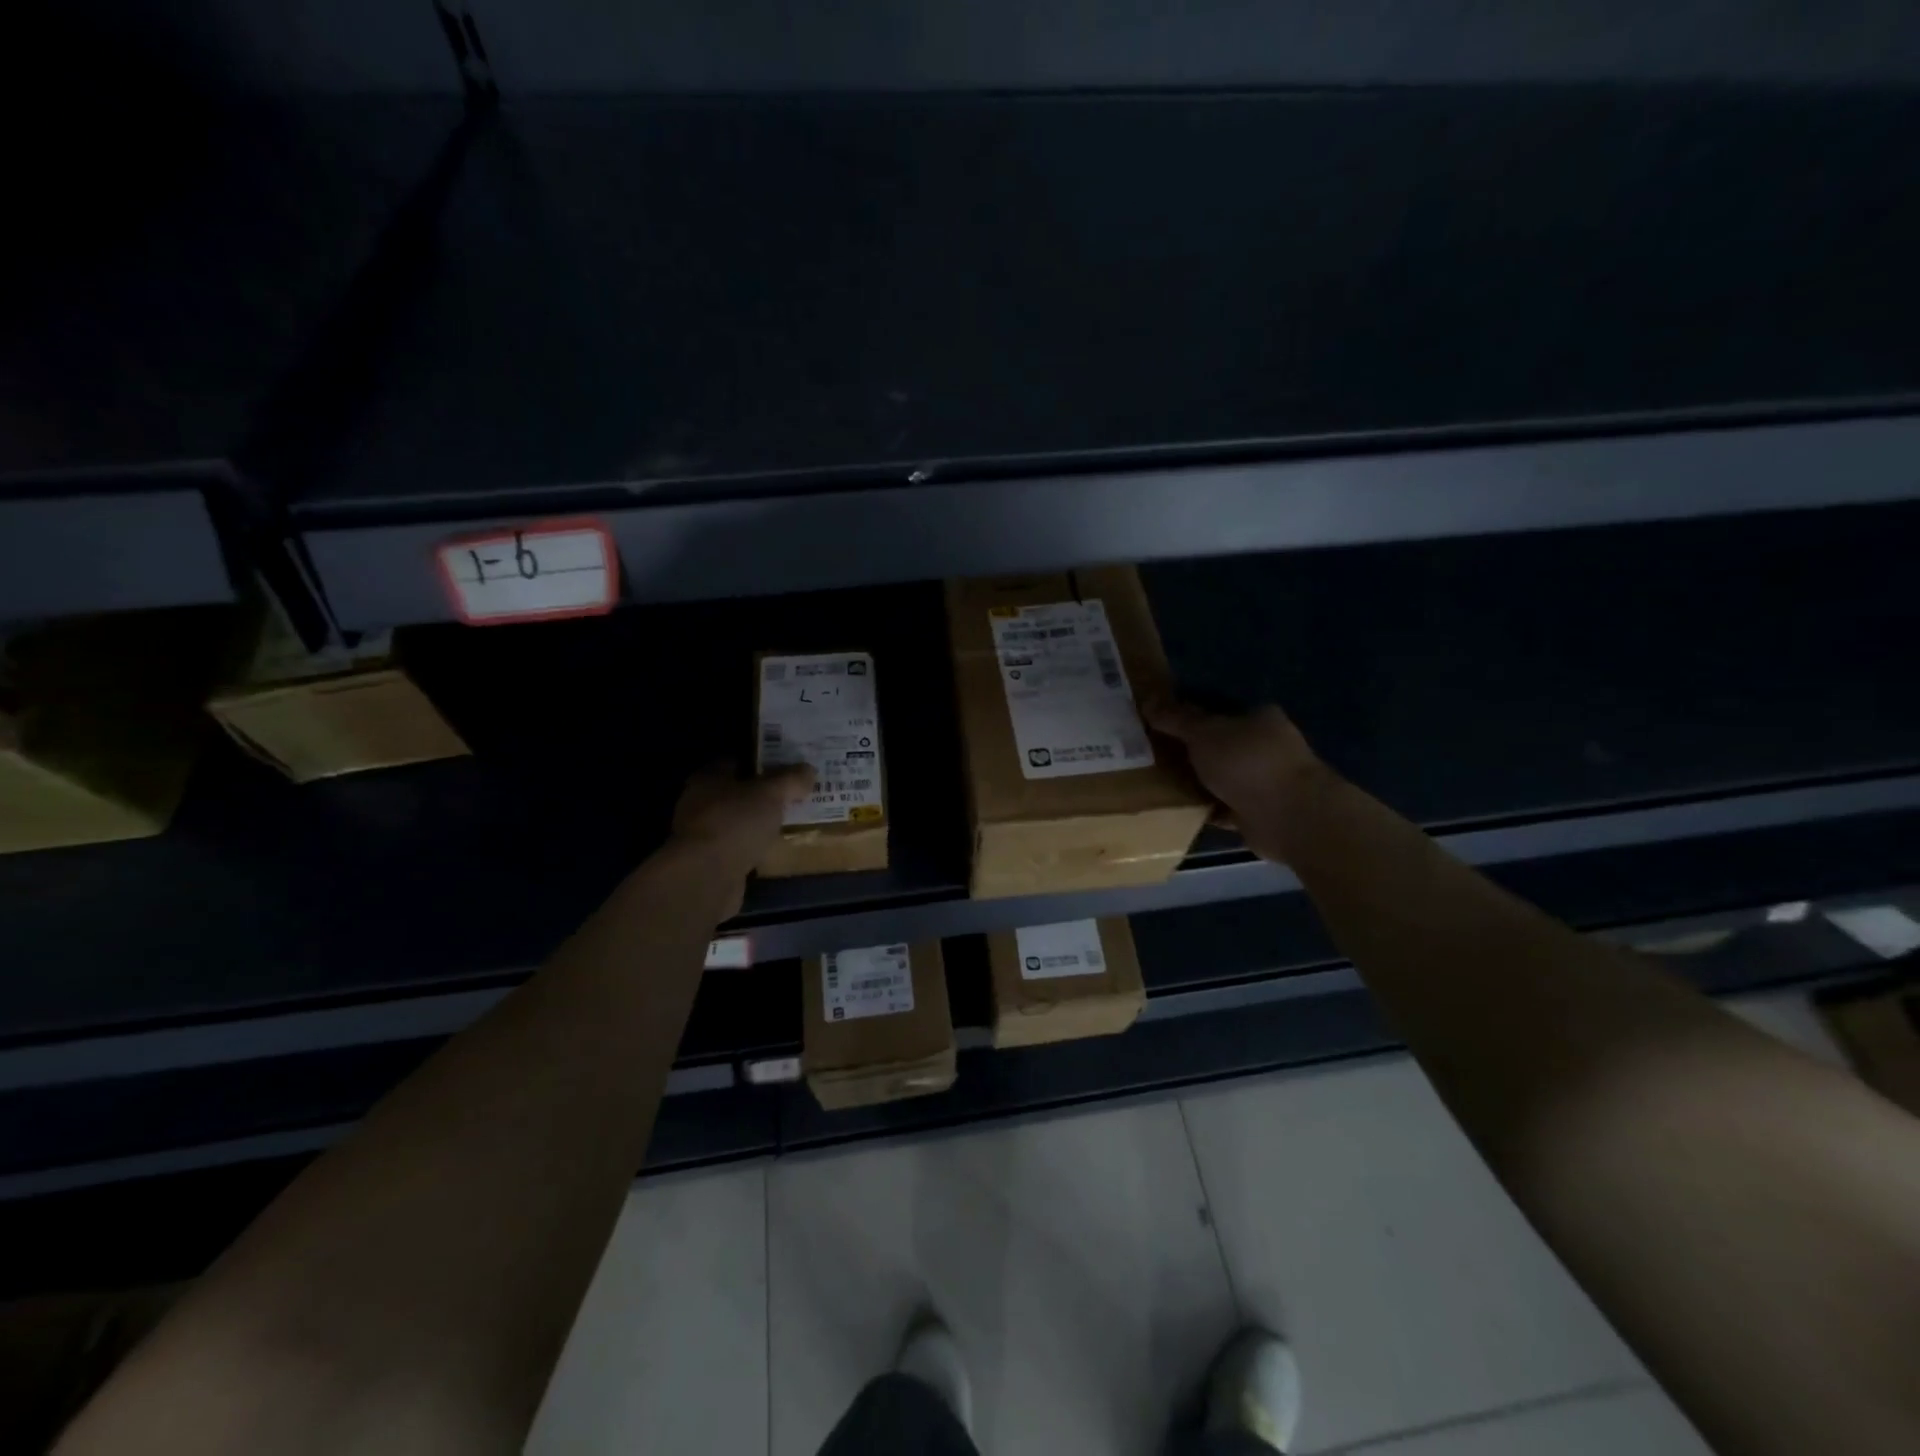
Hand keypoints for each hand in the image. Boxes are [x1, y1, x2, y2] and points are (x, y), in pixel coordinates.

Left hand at [668, 762, 813, 909]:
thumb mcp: (770, 794)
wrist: (706, 877)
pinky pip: (739, 847)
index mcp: (708, 778)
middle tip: (794, 794)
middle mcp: (700, 803)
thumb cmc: (735, 823)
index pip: (735, 761)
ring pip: (738, 821)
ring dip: (759, 823)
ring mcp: (703, 835)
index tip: (786, 765)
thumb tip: (809, 769)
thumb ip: (790, 779)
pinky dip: (754, 847)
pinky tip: (775, 848)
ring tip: (790, 821)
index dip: (761, 761)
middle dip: (763, 794)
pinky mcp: (710, 862)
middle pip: (737, 793)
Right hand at [1144, 700, 1329, 864]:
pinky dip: (1206, 808)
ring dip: (1199, 781)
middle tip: (1153, 754)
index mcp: (1259, 718)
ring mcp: (1265, 782)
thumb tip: (1147, 700)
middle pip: (1220, 745)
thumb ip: (1176, 718)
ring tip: (1159, 783)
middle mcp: (1266, 747)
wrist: (1288, 817)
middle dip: (1191, 751)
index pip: (1220, 711)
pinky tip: (1180, 810)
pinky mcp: (1259, 813)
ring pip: (1222, 777)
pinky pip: (1224, 807)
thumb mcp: (1204, 733)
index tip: (1161, 724)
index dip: (1190, 716)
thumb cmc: (1247, 763)